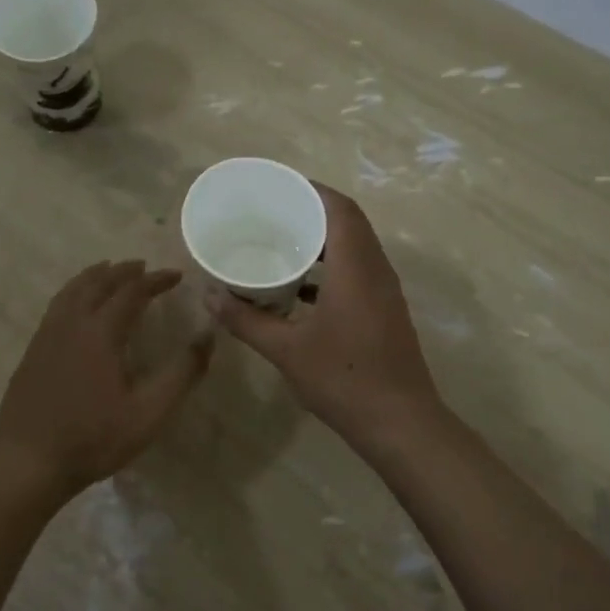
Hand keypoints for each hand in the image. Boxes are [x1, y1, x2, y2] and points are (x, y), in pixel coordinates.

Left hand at [0, 260, 213, 504]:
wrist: (27, 463)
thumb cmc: (93, 439)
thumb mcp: (149, 413)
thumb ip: (182, 373)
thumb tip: (207, 337)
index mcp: (100, 332)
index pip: (132, 291)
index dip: (156, 280)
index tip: (176, 276)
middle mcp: (71, 324)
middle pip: (97, 283)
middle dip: (123, 271)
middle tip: (143, 267)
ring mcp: (46, 337)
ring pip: (71, 291)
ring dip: (94, 276)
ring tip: (108, 271)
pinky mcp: (32, 352)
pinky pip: (57, 306)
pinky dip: (74, 293)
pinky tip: (77, 307)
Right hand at [212, 184, 442, 442]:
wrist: (400, 423)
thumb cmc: (343, 379)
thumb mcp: (286, 350)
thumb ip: (246, 320)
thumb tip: (209, 296)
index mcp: (355, 268)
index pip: (339, 209)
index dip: (311, 190)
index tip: (278, 187)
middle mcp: (376, 270)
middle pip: (349, 223)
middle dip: (313, 212)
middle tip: (274, 213)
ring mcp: (385, 292)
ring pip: (356, 248)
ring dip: (324, 241)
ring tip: (284, 243)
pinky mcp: (386, 311)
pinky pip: (359, 272)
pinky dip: (332, 268)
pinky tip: (302, 290)